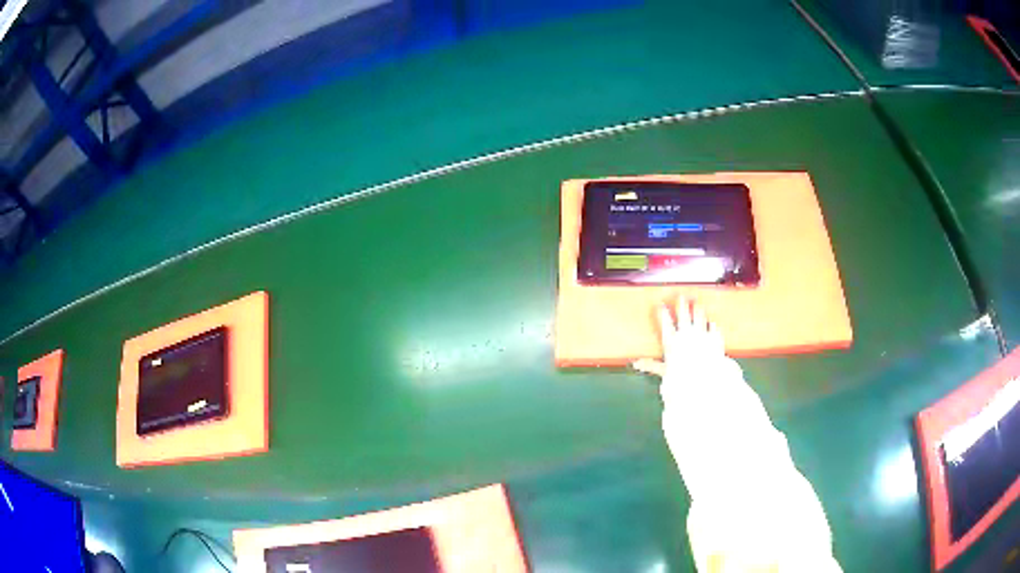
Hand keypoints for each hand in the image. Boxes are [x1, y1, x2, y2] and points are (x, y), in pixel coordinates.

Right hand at [633, 295, 725, 384]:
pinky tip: (712, 322)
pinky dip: (712, 324)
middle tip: (681, 296)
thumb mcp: (664, 371)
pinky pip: (714, 326)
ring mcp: (702, 333)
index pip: (665, 321)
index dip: (662, 311)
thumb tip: (637, 365)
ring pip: (699, 315)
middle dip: (681, 303)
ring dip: (698, 309)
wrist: (703, 380)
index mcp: (672, 340)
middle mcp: (686, 333)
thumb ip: (651, 365)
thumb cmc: (681, 377)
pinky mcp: (714, 337)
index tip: (660, 304)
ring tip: (697, 303)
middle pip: (683, 313)